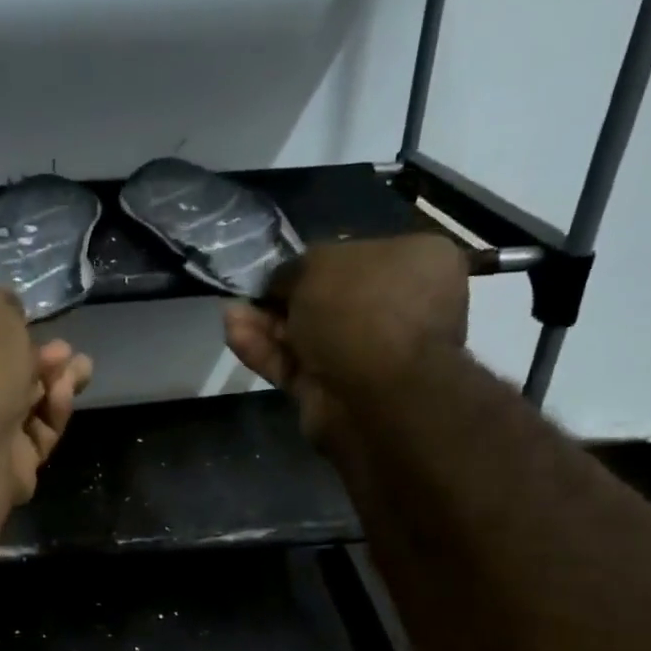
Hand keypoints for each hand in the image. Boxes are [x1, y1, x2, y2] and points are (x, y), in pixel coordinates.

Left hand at [0, 286, 93, 503]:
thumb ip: (0, 304)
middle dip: (36, 356)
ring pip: (22, 403)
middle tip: (64, 348)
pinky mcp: (4, 464)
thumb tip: (8, 313)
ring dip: (54, 382)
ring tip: (83, 367)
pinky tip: (66, 393)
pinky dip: (53, 412)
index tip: (28, 319)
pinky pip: (34, 434)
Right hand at [223, 234, 468, 444]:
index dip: (317, 260)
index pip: (362, 255)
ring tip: (231, 315)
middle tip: (250, 292)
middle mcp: (399, 309)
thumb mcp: (319, 264)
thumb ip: (294, 269)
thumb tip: (281, 282)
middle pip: (329, 299)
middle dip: (284, 298)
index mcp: (419, 264)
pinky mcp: (335, 393)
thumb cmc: (360, 310)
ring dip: (266, 325)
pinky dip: (265, 352)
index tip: (283, 268)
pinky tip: (233, 334)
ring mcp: (367, 356)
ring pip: (307, 335)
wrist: (372, 395)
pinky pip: (296, 366)